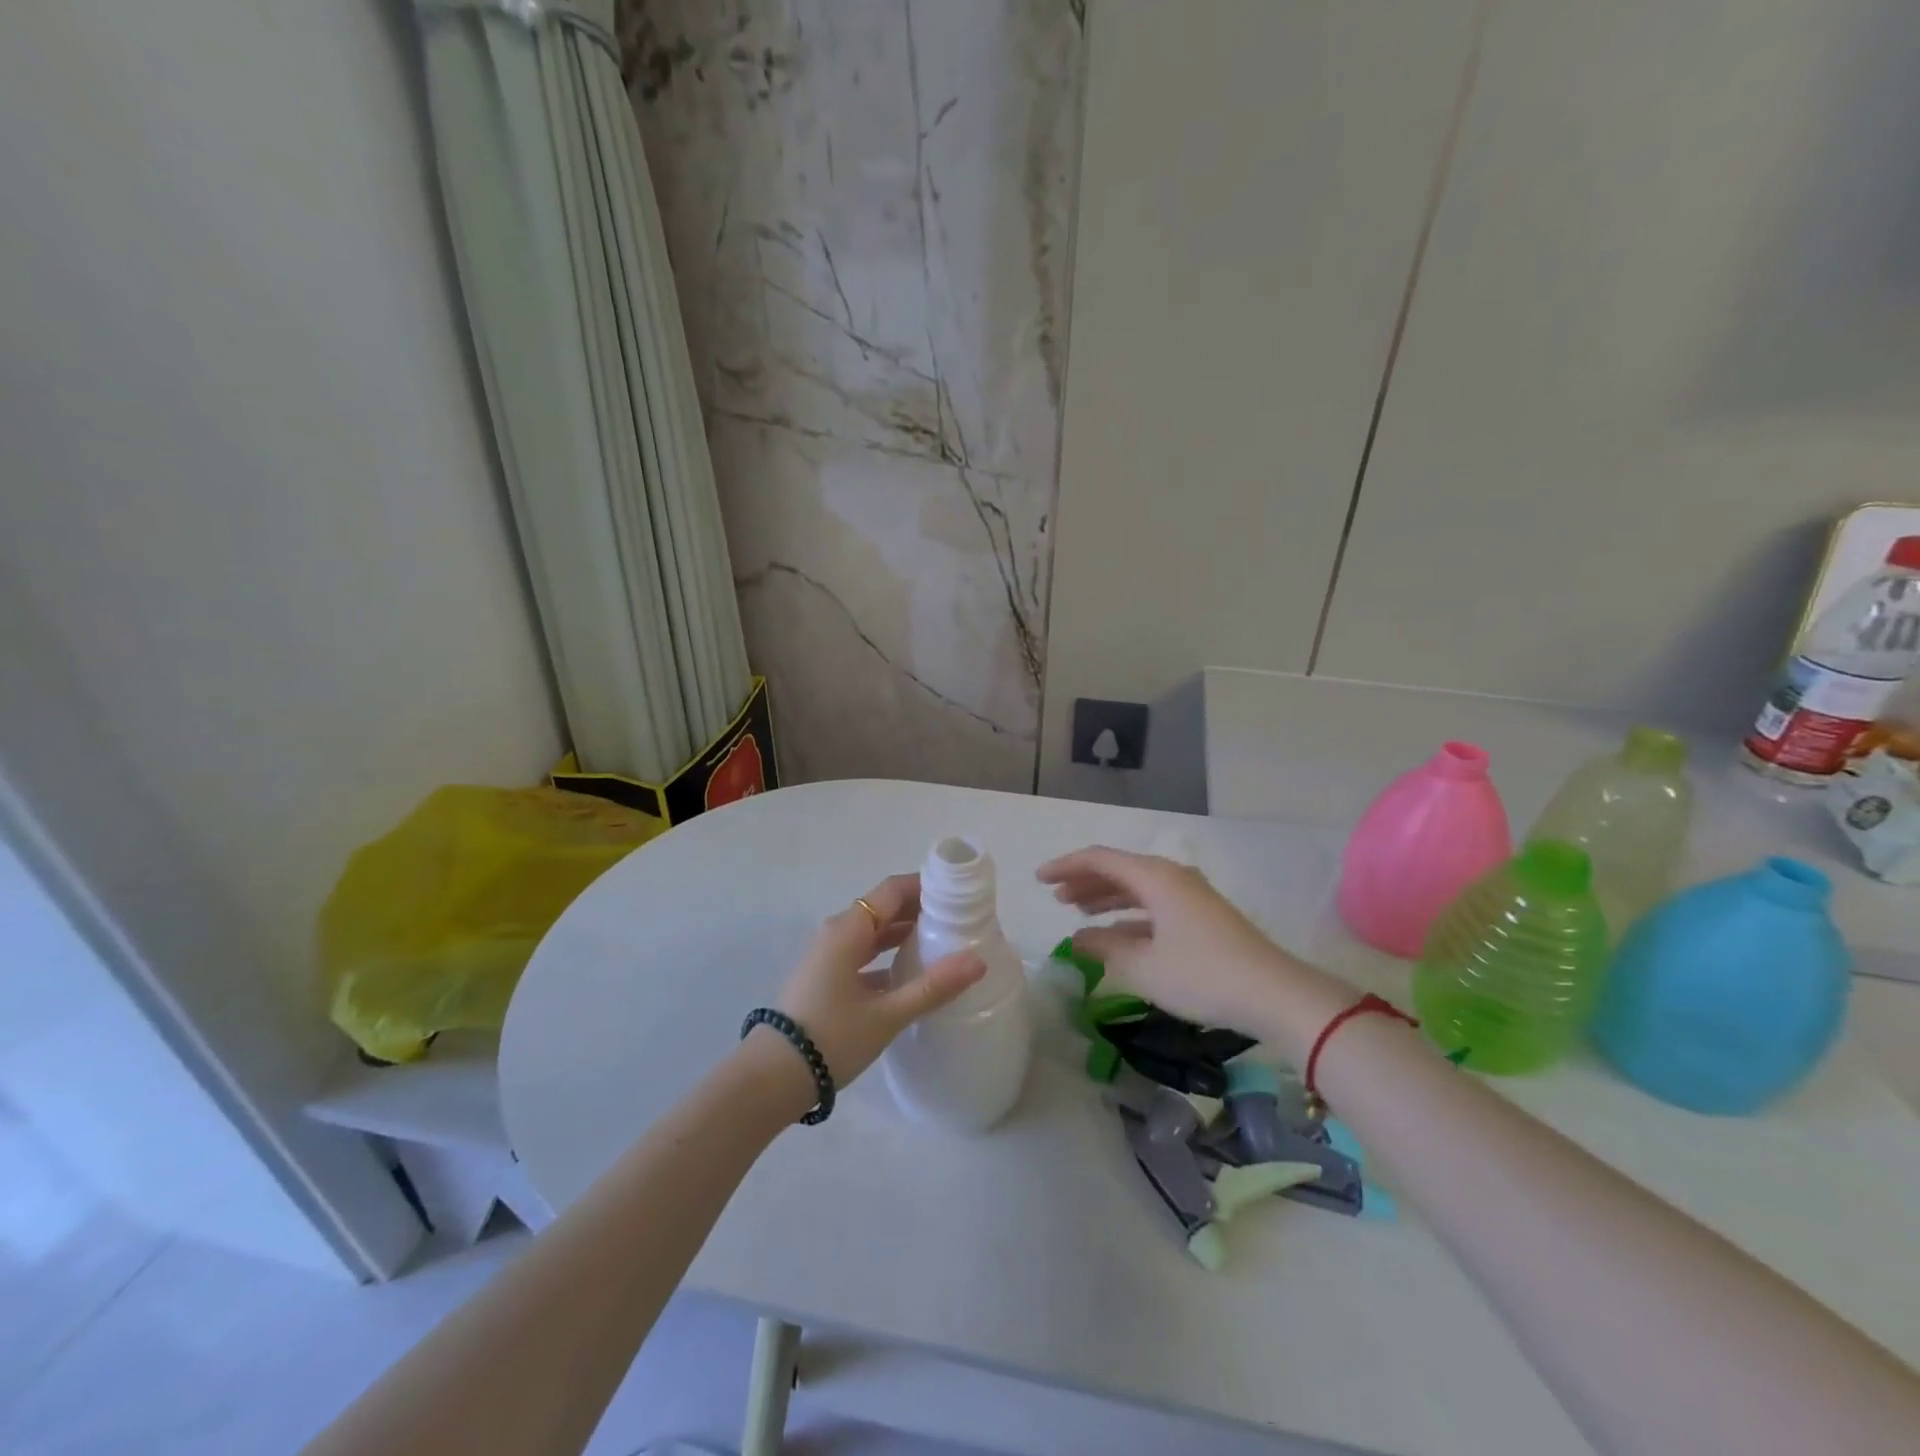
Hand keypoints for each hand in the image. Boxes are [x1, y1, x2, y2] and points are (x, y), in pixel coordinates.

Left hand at [769, 872, 985, 1092]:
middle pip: (883, 908)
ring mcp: (827, 956)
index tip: (958, 894)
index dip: (925, 887)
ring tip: (941, 943)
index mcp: (848, 929)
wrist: (772, 1078)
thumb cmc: (831, 1037)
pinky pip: (862, 955)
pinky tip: (909, 975)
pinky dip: (886, 956)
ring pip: (872, 933)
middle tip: (958, 920)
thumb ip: (933, 987)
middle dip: (919, 910)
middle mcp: (836, 933)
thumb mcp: (887, 1014)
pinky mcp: (825, 979)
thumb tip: (978, 961)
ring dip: (903, 934)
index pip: (892, 890)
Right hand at [1036, 846, 1346, 1054]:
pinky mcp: (1202, 916)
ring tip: (1078, 912)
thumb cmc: (1202, 975)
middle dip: (1084, 881)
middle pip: (1118, 869)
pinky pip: (1154, 904)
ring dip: (1105, 897)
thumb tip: (1078, 938)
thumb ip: (1105, 948)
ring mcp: (1190, 896)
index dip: (1066, 866)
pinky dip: (1129, 914)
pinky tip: (1115, 935)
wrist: (1275, 994)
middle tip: (1055, 897)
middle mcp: (1172, 877)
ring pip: (1137, 887)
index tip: (1038, 879)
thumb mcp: (1144, 967)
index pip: (1099, 859)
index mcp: (1155, 877)